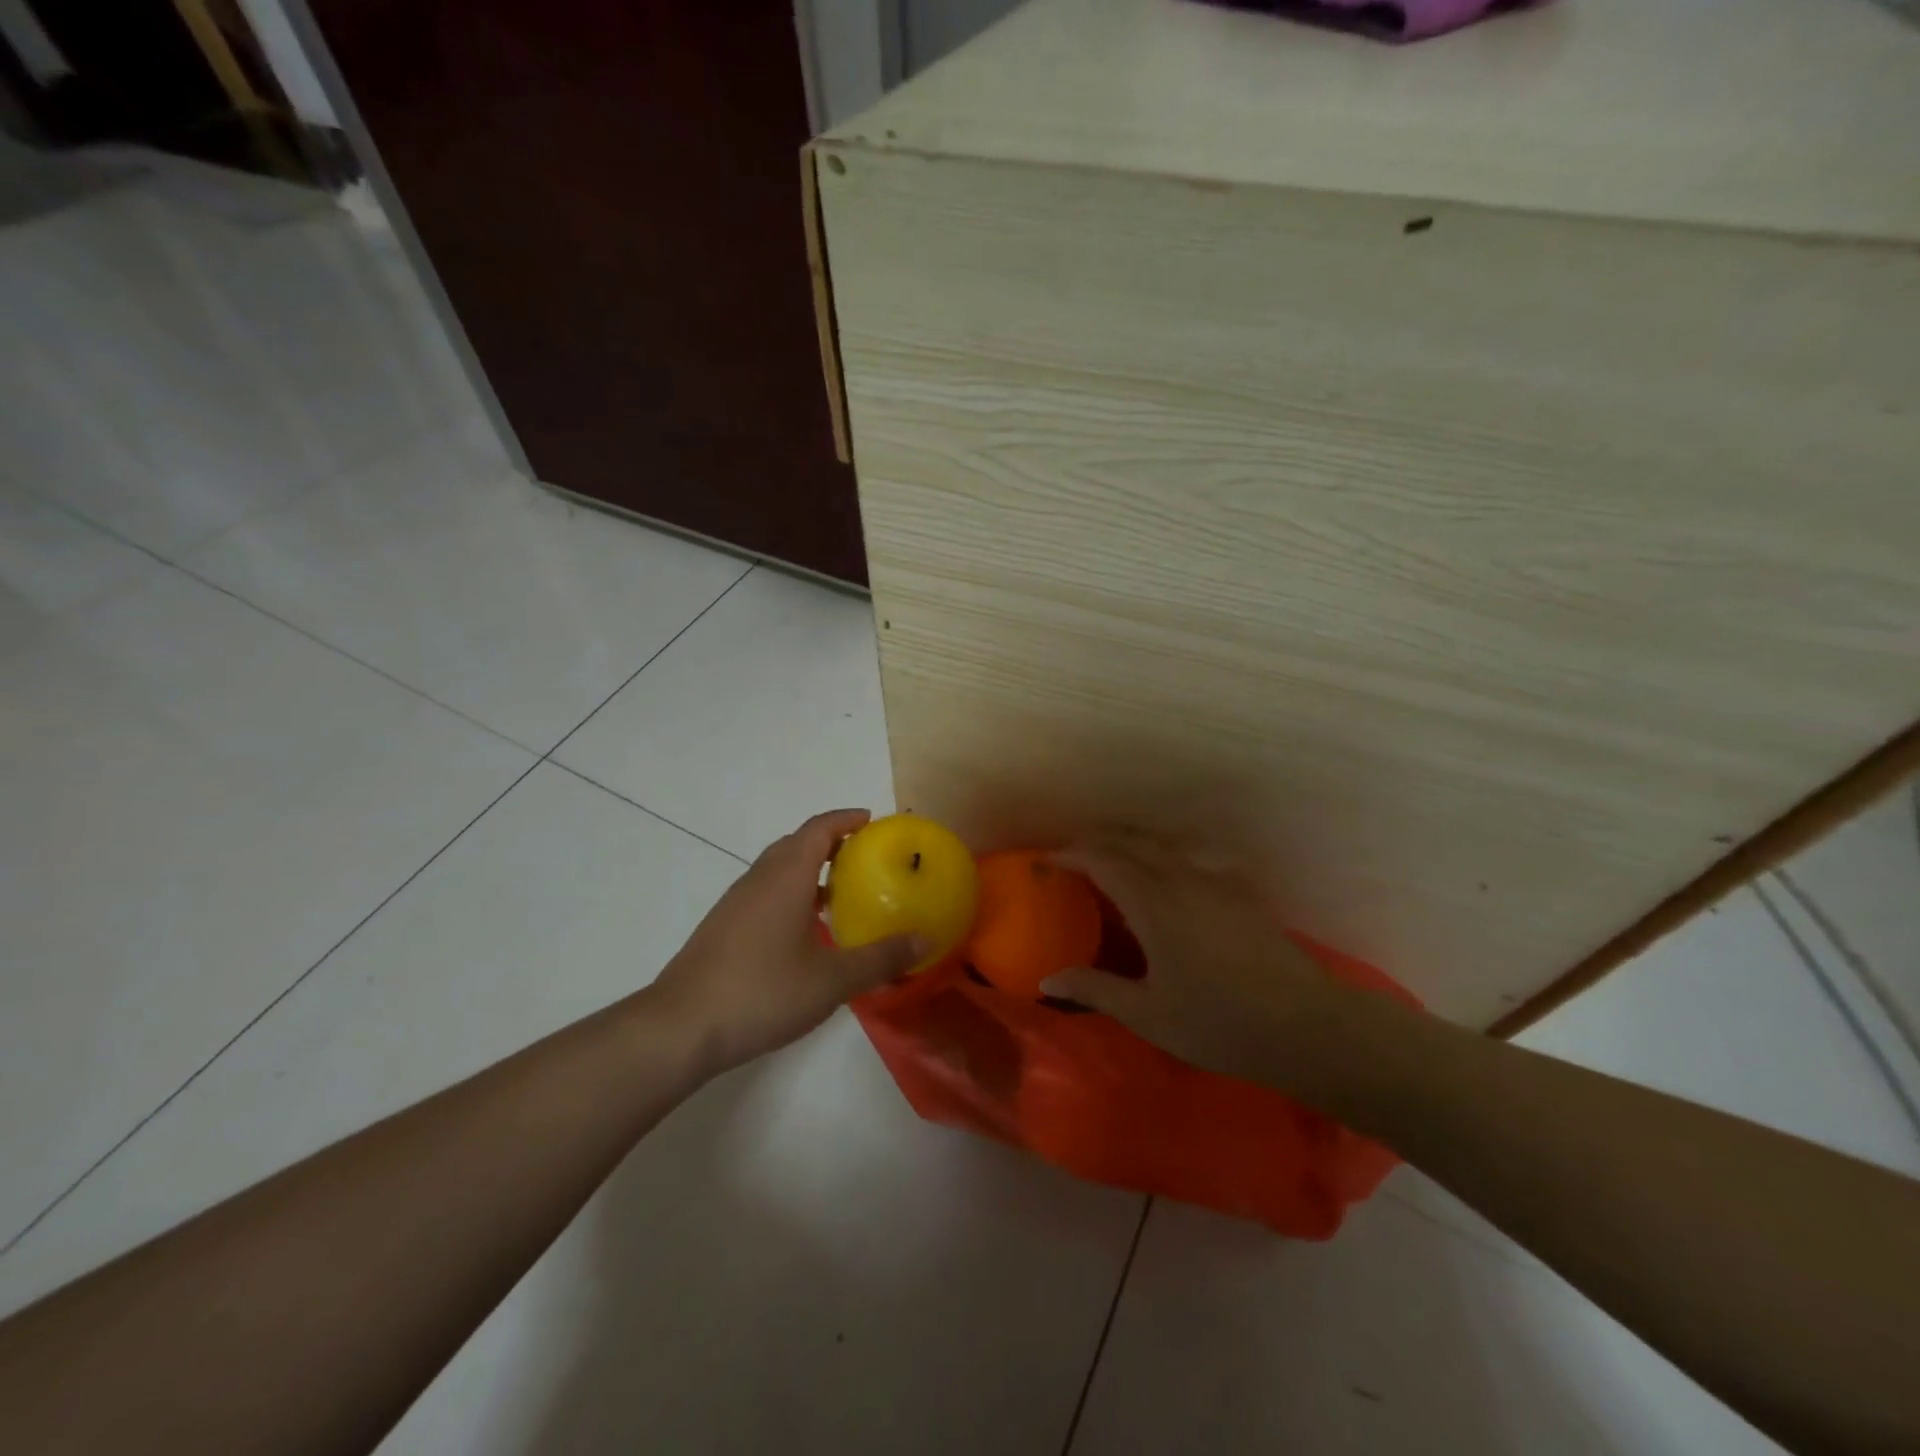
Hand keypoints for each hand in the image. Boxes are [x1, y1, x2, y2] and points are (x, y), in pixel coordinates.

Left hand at [651, 809, 924, 1076]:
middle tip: (866, 858)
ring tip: (841, 894)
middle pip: (797, 844)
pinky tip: (805, 932)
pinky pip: (765, 893)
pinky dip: (791, 894)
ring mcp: (736, 904)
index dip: (847, 819)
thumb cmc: (762, 992)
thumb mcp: (832, 980)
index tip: (874, 821)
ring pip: (778, 870)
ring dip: (810, 870)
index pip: (819, 828)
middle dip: (831, 842)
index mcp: (785, 877)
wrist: (680, 1028)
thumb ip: (881, 958)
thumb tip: (926, 939)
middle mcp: (758, 880)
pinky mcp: (723, 928)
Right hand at [1039, 838, 1350, 1095]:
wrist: (1307, 1026)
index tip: (1048, 860)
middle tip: (1072, 858)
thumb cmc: (1220, 1024)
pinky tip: (1165, 883)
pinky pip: (1188, 861)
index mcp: (1153, 904)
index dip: (1072, 854)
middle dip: (1097, 843)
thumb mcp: (1149, 1014)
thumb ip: (1096, 990)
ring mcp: (1215, 883)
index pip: (1104, 861)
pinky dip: (1161, 860)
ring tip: (1111, 864)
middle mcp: (1181, 880)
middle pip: (1132, 844)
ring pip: (1162, 849)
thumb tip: (1048, 980)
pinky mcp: (1239, 894)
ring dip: (1129, 847)